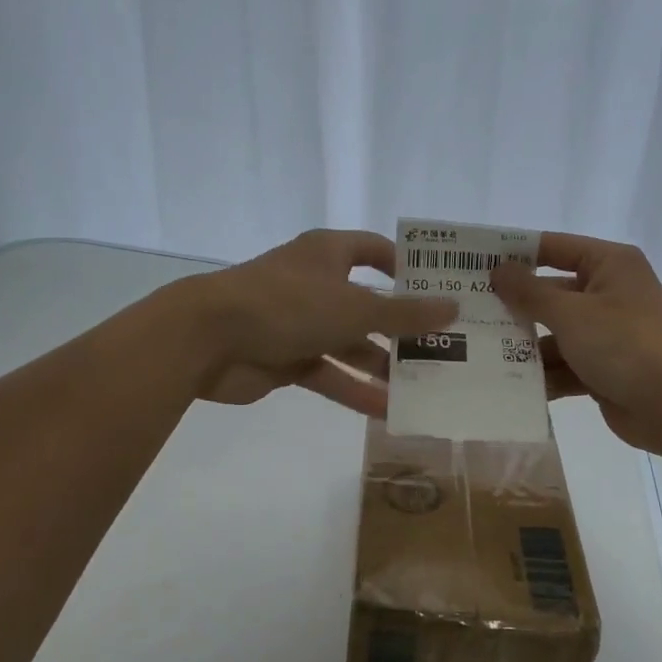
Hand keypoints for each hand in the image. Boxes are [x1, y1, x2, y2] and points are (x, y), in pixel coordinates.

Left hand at [182, 229, 455, 418]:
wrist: (207, 339)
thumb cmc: (288, 304)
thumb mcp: (355, 308)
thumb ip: (405, 314)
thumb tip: (453, 307)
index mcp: (329, 254)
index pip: (375, 250)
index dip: (407, 266)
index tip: (440, 288)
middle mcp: (317, 284)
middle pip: (368, 305)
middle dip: (402, 328)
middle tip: (445, 348)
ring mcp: (300, 323)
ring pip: (351, 344)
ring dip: (382, 365)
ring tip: (425, 386)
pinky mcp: (287, 359)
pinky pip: (330, 373)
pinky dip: (355, 390)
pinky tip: (388, 411)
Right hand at [492, 233, 661, 456]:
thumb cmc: (625, 344)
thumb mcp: (571, 313)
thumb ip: (530, 292)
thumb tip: (497, 270)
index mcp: (608, 265)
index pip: (553, 248)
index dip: (514, 254)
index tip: (472, 264)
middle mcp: (607, 293)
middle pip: (550, 293)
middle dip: (514, 307)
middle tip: (466, 313)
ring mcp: (605, 333)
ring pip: (553, 333)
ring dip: (523, 345)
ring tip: (477, 352)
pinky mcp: (602, 368)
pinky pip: (564, 364)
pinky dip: (542, 374)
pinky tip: (505, 384)